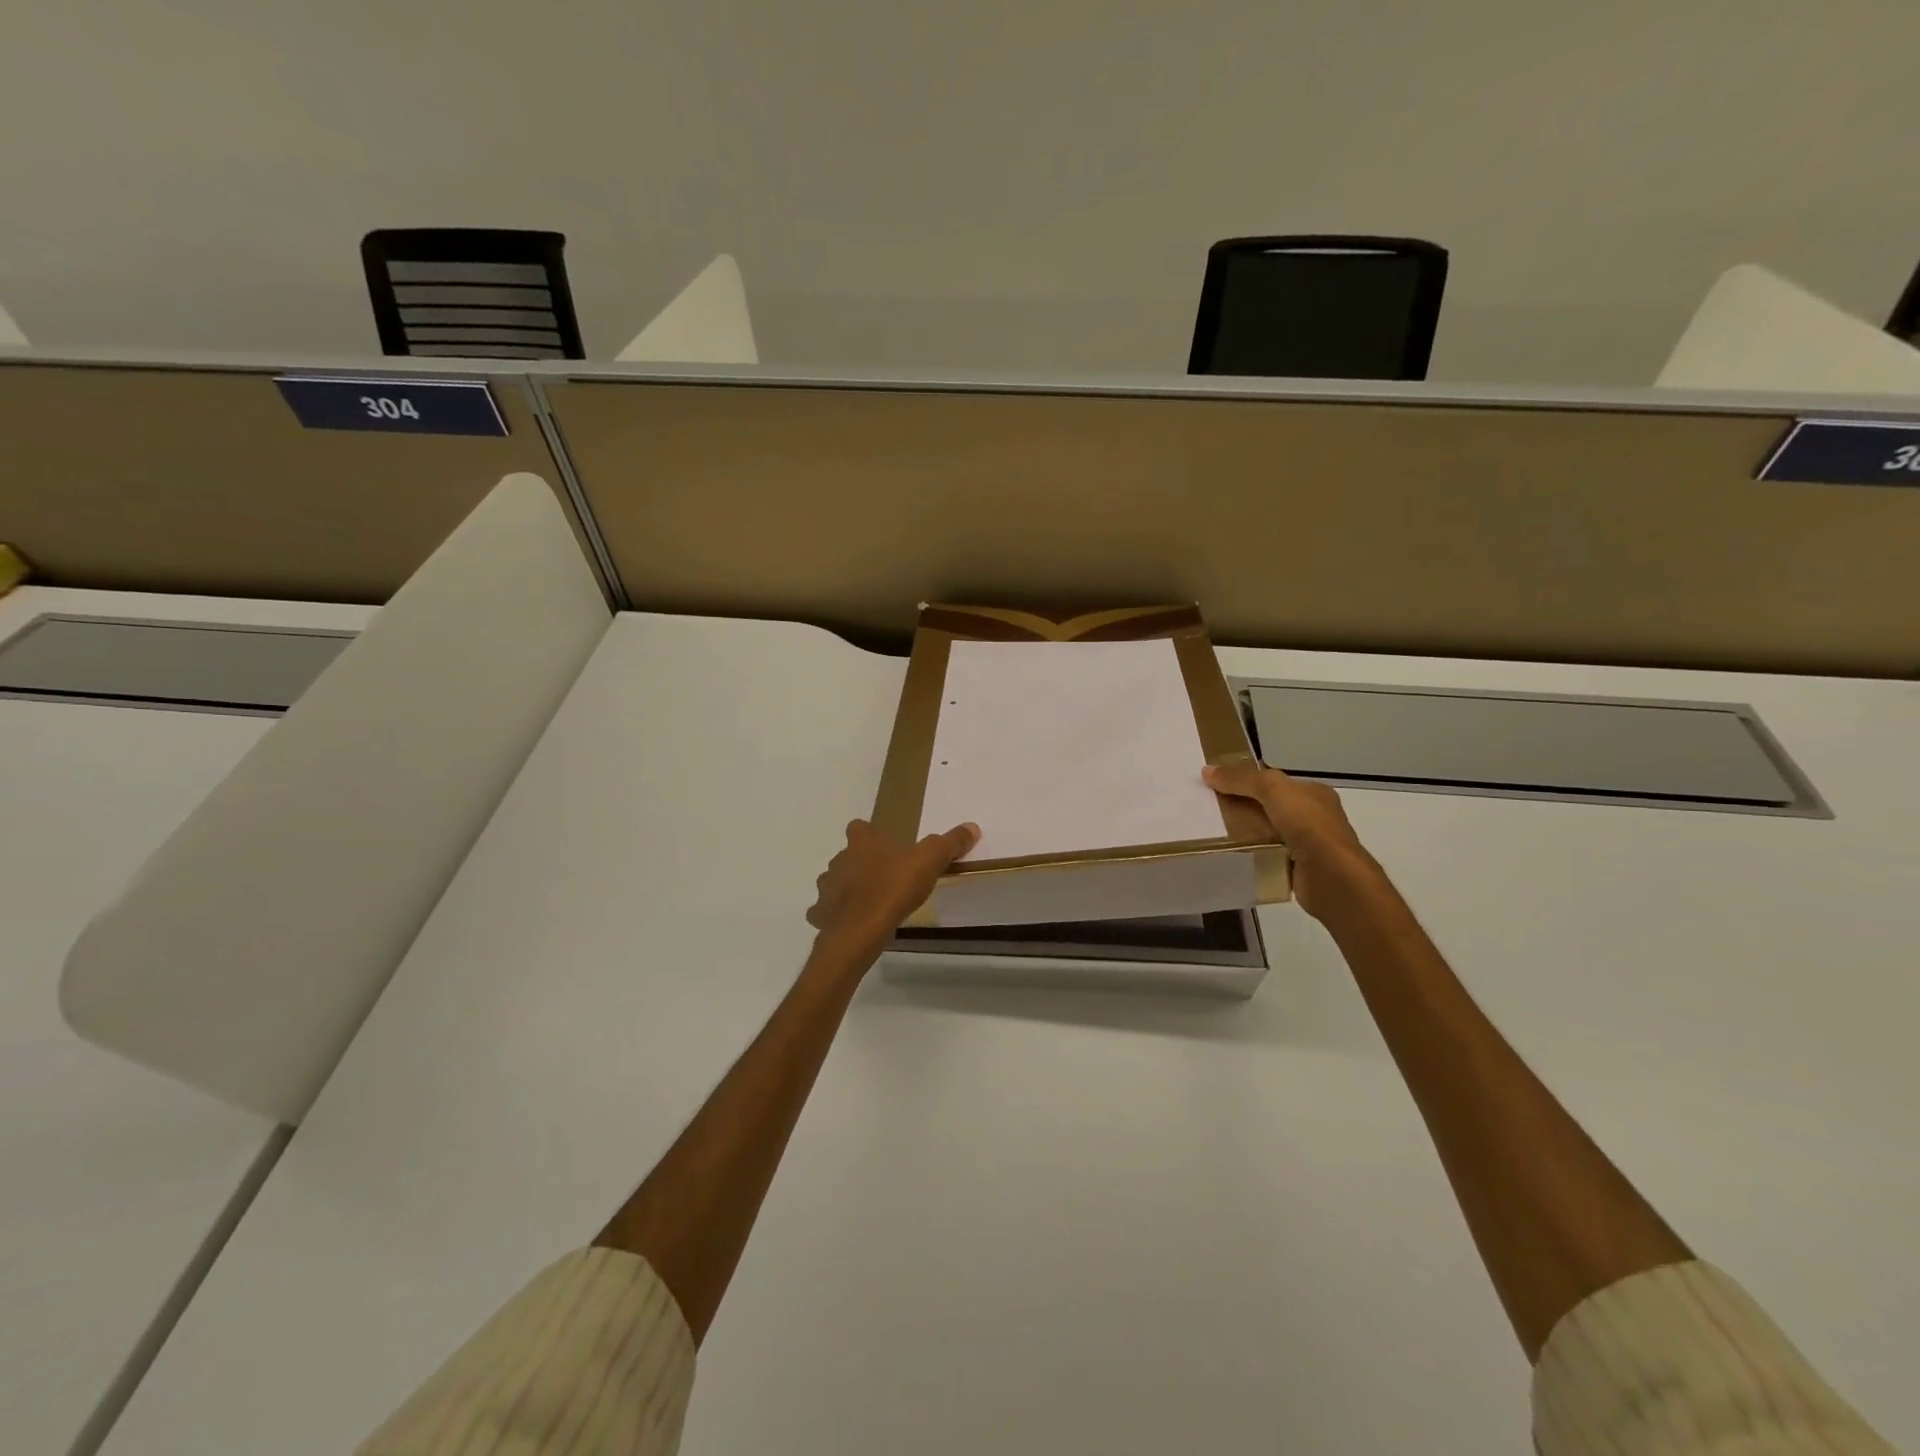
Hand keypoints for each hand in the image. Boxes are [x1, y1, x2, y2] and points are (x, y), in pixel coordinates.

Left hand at [806, 819, 980, 964]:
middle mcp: (839, 859)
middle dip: (861, 864)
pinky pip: (826, 911)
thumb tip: (971, 827)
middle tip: (884, 877)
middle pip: (847, 855)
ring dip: (847, 889)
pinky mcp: (821, 914)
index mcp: (863, 842)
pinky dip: (836, 915)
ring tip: (870, 903)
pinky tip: (852, 924)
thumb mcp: (929, 862)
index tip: (884, 845)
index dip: (870, 834)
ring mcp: (827, 887)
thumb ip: (949, 844)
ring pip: (834, 882)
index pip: (859, 827)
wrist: (859, 930)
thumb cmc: (893, 889)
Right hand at [1203, 762, 1378, 919]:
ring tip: (1214, 832)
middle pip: (1270, 806)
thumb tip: (1207, 771)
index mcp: (1314, 793)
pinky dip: (1253, 855)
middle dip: (1244, 807)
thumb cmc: (1307, 825)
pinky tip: (1233, 855)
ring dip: (1246, 833)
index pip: (1276, 782)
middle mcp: (1314, 816)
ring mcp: (1308, 844)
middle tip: (1211, 809)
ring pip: (1267, 832)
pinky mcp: (1299, 868)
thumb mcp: (1272, 789)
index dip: (1248, 780)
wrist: (1331, 876)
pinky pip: (1268, 856)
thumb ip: (1241, 779)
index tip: (1219, 784)